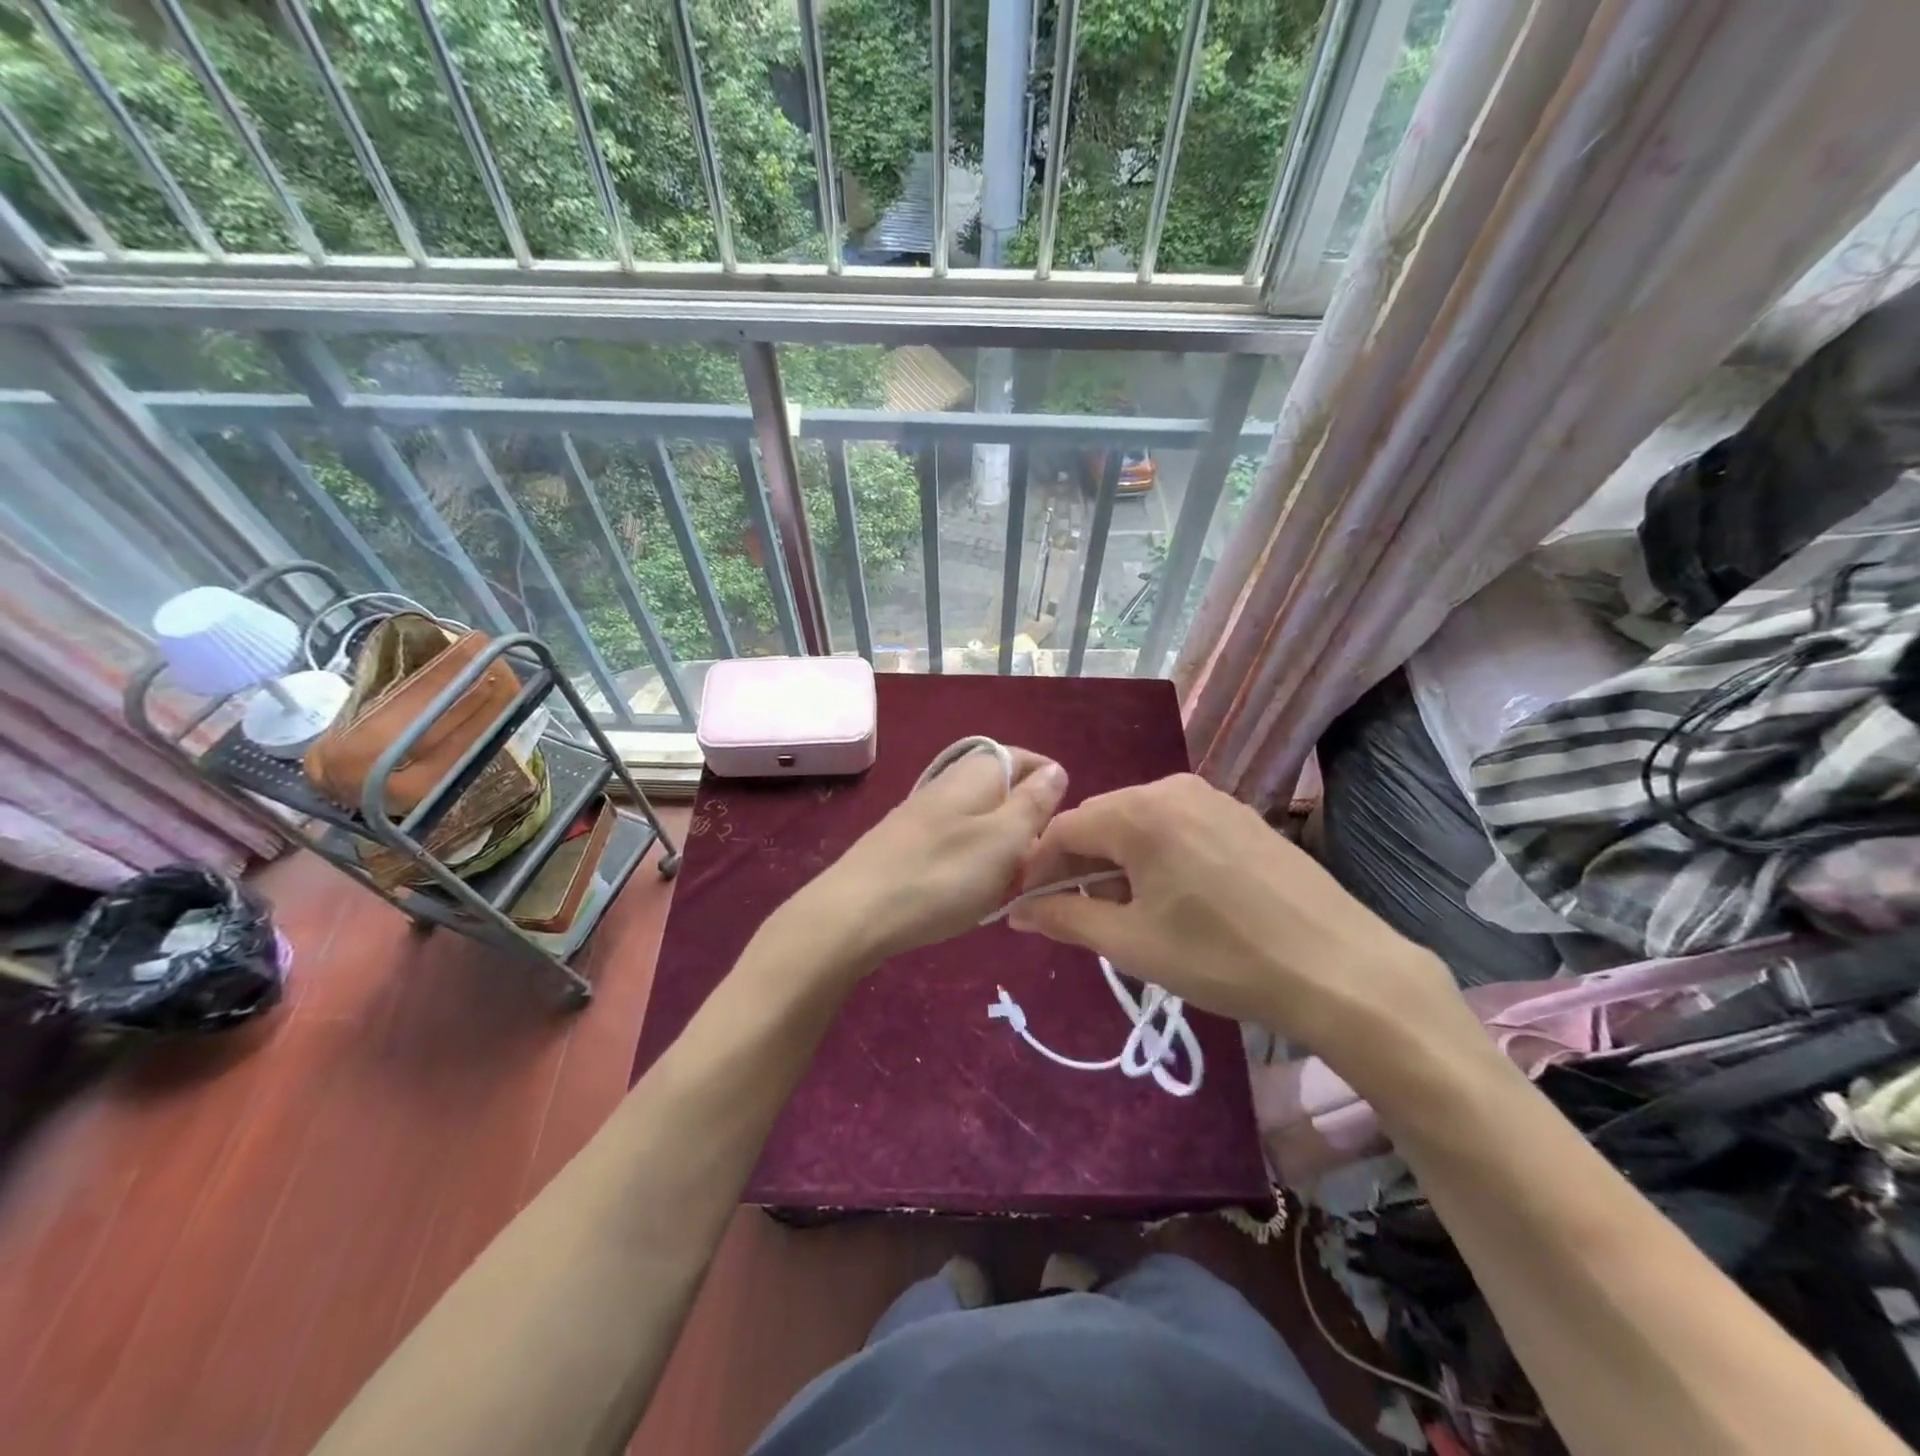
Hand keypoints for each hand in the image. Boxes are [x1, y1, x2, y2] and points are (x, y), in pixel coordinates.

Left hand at [794, 746, 1068, 967]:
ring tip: (1006, 885)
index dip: (1052, 790)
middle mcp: (951, 781)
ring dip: (1001, 850)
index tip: (1062, 832)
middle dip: (1027, 825)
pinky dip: (973, 863)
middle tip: (1035, 867)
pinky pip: (958, 843)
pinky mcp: (909, 841)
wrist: (855, 913)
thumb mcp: (1004, 840)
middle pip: (1005, 792)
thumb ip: (1034, 803)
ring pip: (982, 821)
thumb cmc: (942, 876)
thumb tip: (1056, 769)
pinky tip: (970, 891)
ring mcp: (926, 811)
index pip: (1029, 760)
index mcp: (978, 772)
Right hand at [1007, 774, 1479, 1076]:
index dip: (1039, 867)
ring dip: (1119, 863)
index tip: (1030, 906)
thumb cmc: (1222, 958)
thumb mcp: (1132, 944)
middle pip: (1102, 821)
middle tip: (1082, 917)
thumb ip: (1065, 919)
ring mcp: (1212, 797)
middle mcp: (1172, 788)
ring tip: (1131, 914)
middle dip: (1080, 866)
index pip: (1063, 828)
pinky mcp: (1240, 815)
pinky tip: (1175, 898)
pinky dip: (1156, 856)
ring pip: (1139, 824)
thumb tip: (1017, 913)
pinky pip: (1176, 826)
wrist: (1340, 969)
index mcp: (1140, 812)